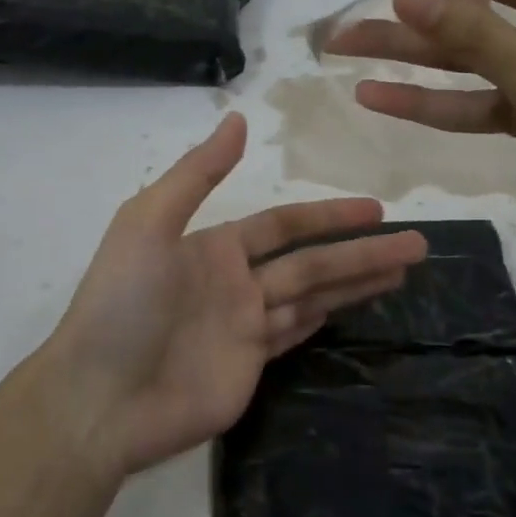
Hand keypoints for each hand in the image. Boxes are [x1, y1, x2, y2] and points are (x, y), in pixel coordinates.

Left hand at [42, 114, 426, 476]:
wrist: (99, 396)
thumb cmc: (122, 302)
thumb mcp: (149, 221)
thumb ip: (197, 173)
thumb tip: (240, 119)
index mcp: (213, 245)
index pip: (284, 224)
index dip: (328, 215)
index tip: (375, 209)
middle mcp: (235, 281)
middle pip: (312, 261)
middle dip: (362, 251)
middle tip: (416, 243)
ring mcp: (244, 326)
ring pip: (313, 296)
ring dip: (357, 282)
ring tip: (405, 269)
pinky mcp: (249, 367)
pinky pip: (295, 333)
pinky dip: (326, 317)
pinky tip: (357, 304)